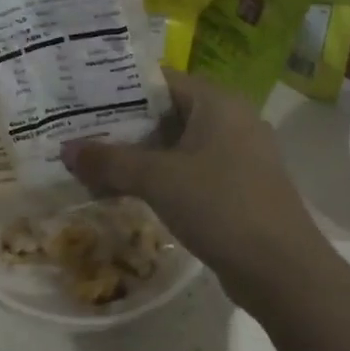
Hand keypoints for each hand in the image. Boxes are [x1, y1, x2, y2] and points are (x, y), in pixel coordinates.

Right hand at [60, 70, 330, 309]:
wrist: (282, 270)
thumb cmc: (220, 205)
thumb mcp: (157, 179)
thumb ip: (109, 161)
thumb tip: (67, 150)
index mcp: (217, 102)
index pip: (159, 80)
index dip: (118, 87)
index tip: (80, 96)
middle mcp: (231, 120)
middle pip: (165, 113)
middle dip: (121, 126)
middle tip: (78, 133)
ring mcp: (238, 156)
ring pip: (176, 146)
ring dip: (137, 156)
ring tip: (92, 165)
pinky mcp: (237, 188)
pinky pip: (188, 171)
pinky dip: (158, 178)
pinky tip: (125, 192)